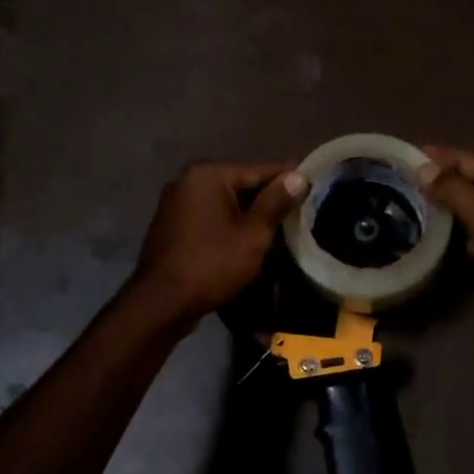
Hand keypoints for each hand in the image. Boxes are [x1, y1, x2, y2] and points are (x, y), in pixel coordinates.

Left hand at [130, 161, 309, 323]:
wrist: (162, 302)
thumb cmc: (212, 263)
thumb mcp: (253, 234)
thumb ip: (276, 202)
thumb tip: (297, 176)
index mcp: (208, 174)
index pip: (259, 170)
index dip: (288, 180)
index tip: (312, 186)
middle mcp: (187, 180)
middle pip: (240, 184)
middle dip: (267, 199)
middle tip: (297, 213)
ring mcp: (175, 202)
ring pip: (224, 202)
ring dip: (247, 214)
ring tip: (276, 228)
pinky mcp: (171, 224)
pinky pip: (209, 216)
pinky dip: (228, 224)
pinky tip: (244, 239)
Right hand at [417, 146, 473, 318]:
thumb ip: (455, 191)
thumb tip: (424, 167)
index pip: (462, 157)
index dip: (433, 155)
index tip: (401, 154)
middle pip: (471, 177)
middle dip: (440, 178)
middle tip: (404, 183)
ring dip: (453, 204)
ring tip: (420, 208)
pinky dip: (468, 228)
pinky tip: (452, 240)